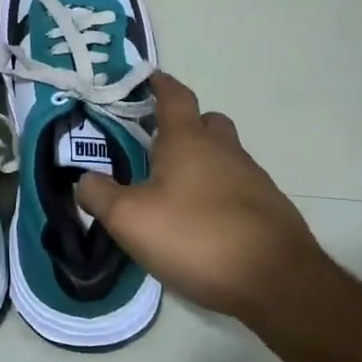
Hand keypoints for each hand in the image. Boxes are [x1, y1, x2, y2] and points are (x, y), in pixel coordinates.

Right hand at [76, 72, 327, 324]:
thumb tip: (84, 179)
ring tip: (175, 193)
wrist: (277, 283)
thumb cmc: (196, 236)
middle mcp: (225, 151)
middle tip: (158, 144)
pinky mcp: (270, 211)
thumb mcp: (130, 219)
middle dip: (185, 125)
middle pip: (208, 122)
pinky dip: (219, 195)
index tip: (148, 78)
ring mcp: (253, 180)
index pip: (175, 96)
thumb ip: (99, 195)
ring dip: (203, 163)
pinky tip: (204, 225)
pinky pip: (239, 189)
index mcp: (188, 140)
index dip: (160, 84)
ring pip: (225, 156)